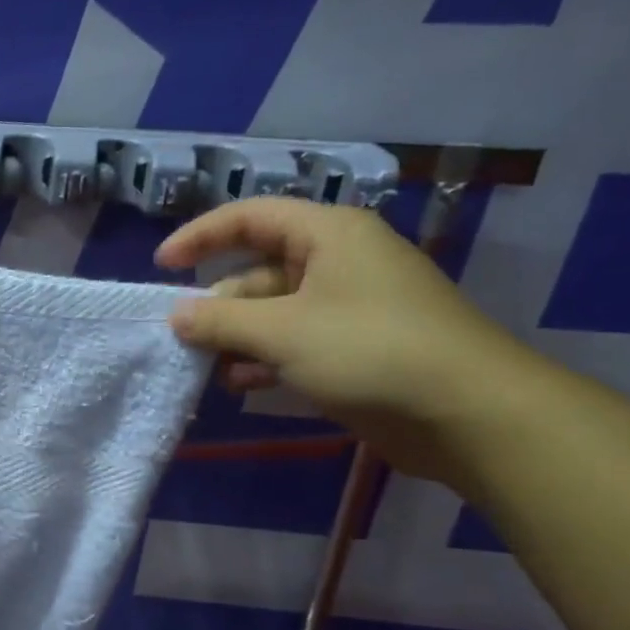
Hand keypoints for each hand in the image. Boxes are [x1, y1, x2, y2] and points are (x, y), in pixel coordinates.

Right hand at [157, 197, 535, 480]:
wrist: (468, 412)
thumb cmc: (369, 351)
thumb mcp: (281, 332)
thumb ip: (220, 321)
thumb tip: (176, 315)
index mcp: (328, 234)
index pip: (250, 217)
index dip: (201, 236)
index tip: (161, 267)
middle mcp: (338, 261)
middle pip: (258, 269)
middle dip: (218, 303)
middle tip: (182, 337)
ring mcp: (349, 306)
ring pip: (274, 311)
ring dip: (237, 337)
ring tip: (205, 367)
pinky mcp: (355, 346)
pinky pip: (295, 341)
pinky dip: (264, 358)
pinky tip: (241, 384)